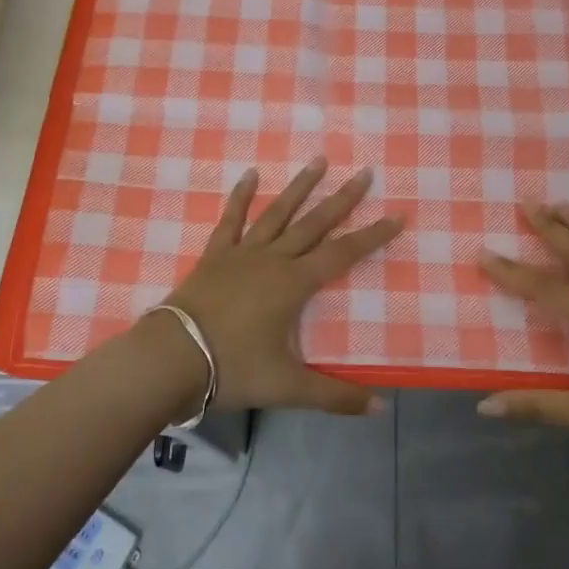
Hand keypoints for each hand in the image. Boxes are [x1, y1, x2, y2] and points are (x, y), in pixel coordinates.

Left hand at [156, 158, 404, 416]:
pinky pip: (231, 220)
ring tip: (319, 160)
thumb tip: (380, 408)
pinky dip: (241, 196)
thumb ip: (335, 396)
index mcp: (295, 284)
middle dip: (343, 199)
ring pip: (278, 213)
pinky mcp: (215, 255)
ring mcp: (242, 253)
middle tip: (364, 172)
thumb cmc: (233, 369)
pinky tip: (250, 174)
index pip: (343, 254)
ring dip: (300, 187)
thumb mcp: (288, 387)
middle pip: (315, 223)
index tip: (396, 215)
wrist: (171, 359)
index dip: (372, 236)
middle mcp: (273, 259)